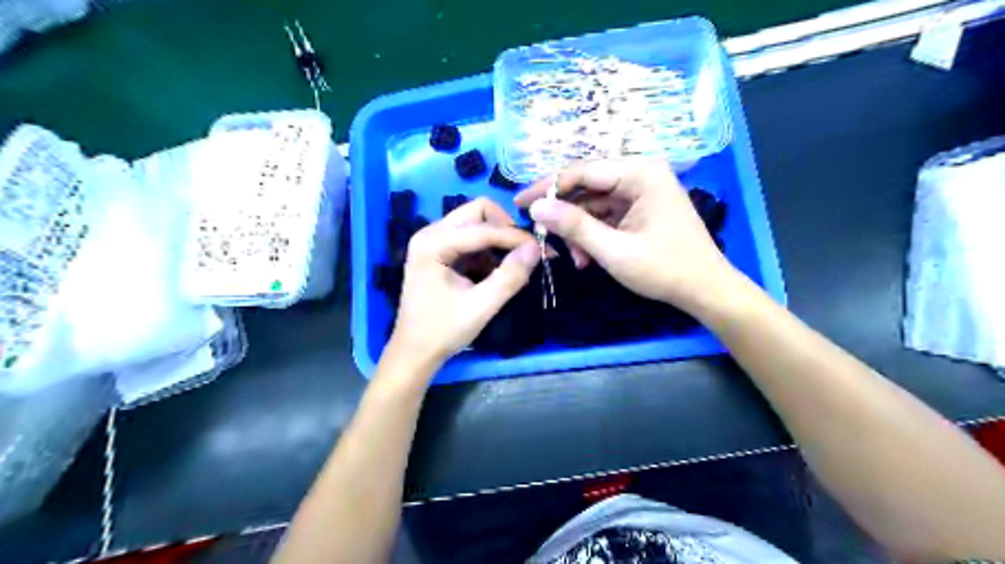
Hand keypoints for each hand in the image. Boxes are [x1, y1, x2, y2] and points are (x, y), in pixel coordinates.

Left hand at [385, 198, 542, 369]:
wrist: (415, 352)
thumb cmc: (443, 331)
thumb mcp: (481, 307)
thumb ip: (509, 277)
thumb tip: (535, 248)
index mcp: (434, 243)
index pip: (483, 227)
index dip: (515, 236)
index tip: (543, 249)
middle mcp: (431, 233)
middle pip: (478, 212)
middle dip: (505, 230)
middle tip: (526, 252)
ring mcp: (434, 241)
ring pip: (476, 224)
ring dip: (497, 242)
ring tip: (513, 267)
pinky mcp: (440, 252)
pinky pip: (471, 240)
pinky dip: (488, 252)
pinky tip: (494, 275)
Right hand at [513, 159, 735, 312]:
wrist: (705, 290)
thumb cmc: (664, 269)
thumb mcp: (614, 250)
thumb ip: (574, 226)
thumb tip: (535, 208)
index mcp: (640, 173)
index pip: (582, 171)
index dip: (546, 187)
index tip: (519, 203)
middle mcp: (640, 173)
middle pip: (587, 185)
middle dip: (564, 214)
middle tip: (540, 233)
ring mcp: (641, 191)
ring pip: (593, 203)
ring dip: (579, 230)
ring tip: (574, 258)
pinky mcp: (640, 208)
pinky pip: (606, 215)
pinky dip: (592, 235)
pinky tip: (586, 258)